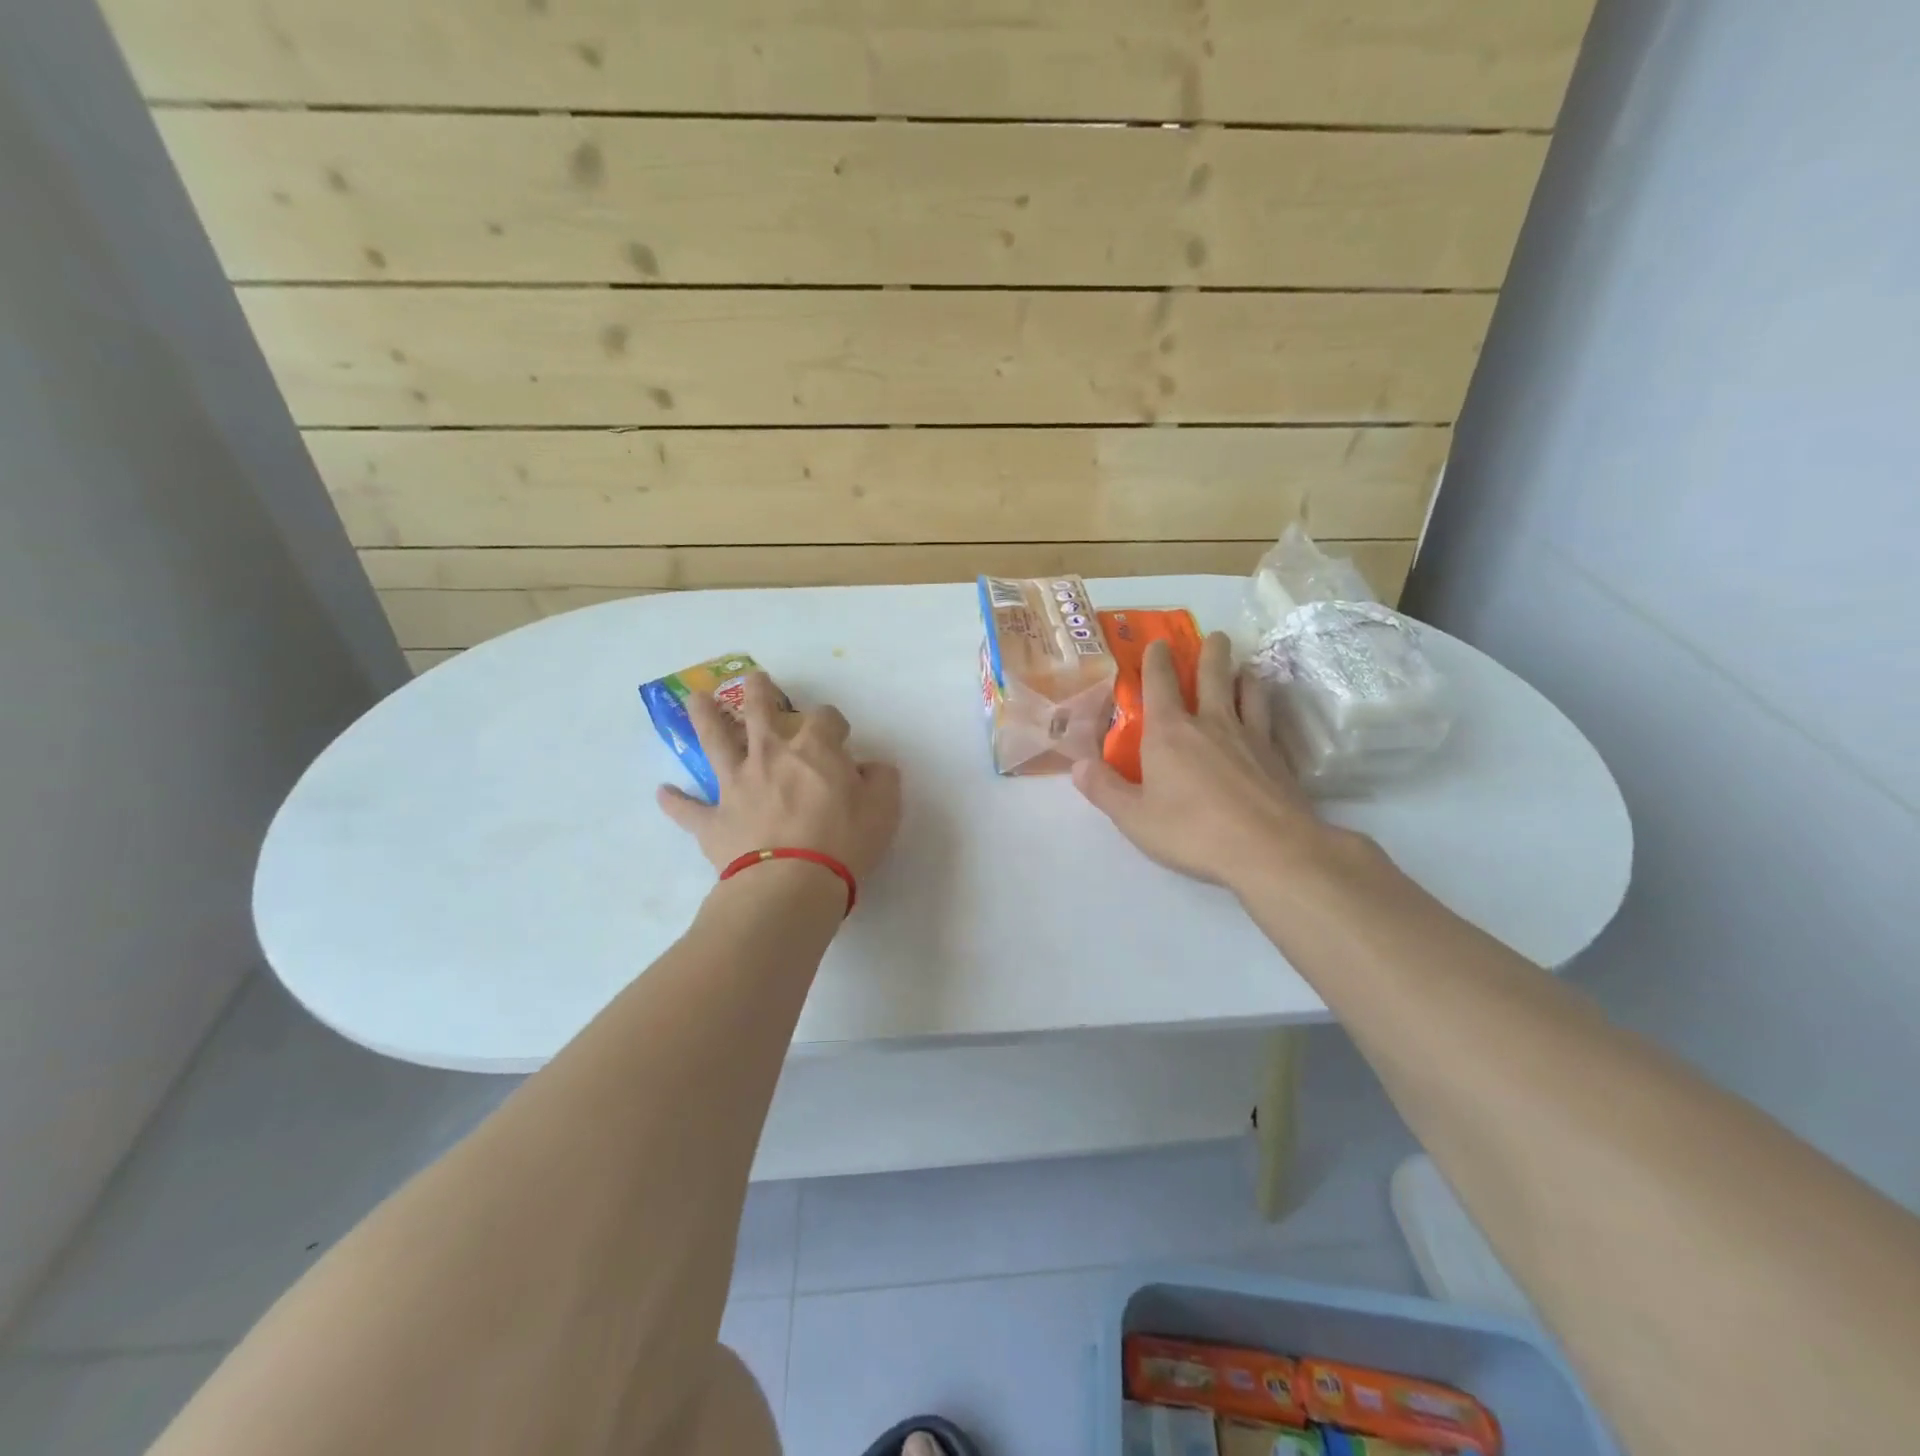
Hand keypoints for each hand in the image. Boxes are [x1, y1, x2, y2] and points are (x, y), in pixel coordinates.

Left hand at [657, 672, 901, 881]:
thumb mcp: (884, 808)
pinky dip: (675, 801)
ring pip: (715, 742)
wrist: (790, 884)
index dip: (833, 723)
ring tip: (695, 700)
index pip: (825, 719)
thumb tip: (869, 768)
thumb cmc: (844, 842)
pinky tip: (663, 792)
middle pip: (760, 711)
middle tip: (754, 679)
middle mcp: (770, 756)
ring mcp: (737, 785)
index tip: (840, 735)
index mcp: (814, 750)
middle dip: (759, 692)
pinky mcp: (714, 820)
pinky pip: (688, 809)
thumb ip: (881, 779)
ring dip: (704, 718)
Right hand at [1072, 632, 1330, 891]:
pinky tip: (1266, 713)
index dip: (1156, 660)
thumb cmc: (1191, 831)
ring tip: (1243, 669)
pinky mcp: (1276, 756)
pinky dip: (1264, 705)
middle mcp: (1210, 723)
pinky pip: (1269, 718)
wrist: (1268, 849)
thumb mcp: (1134, 817)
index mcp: (1169, 733)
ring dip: (1243, 674)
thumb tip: (1077, 765)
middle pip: (1212, 675)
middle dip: (1211, 652)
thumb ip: (1104, 789)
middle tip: (1216, 637)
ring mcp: (1249, 736)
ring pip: (1248, 690)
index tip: (1159, 644)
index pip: (1160, 683)